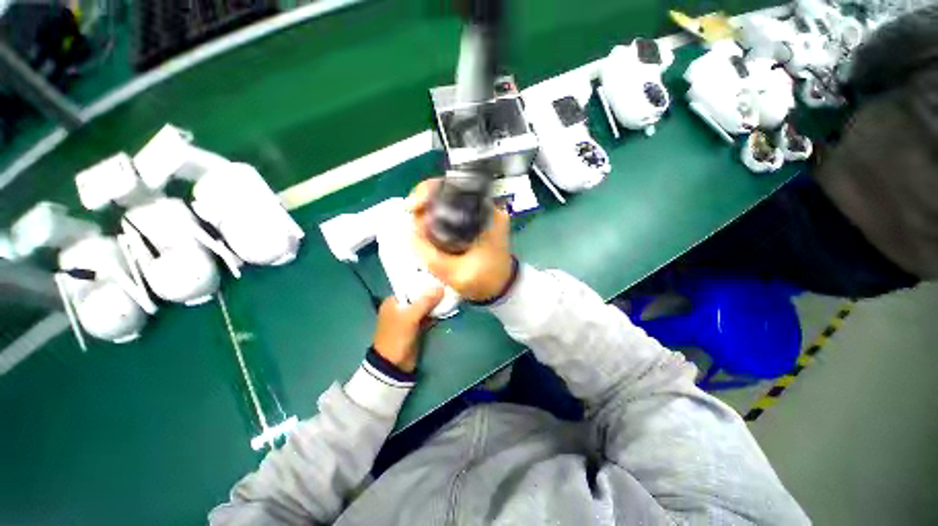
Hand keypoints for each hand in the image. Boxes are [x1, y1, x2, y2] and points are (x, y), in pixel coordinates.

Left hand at [373, 288, 443, 372]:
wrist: (394, 365)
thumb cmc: (397, 337)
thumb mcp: (410, 317)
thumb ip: (425, 301)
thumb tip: (441, 287)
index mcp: (393, 301)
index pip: (410, 286)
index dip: (424, 281)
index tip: (439, 276)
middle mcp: (401, 306)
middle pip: (419, 295)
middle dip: (432, 291)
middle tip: (448, 284)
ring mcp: (409, 317)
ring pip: (425, 305)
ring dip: (435, 302)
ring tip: (450, 293)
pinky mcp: (417, 326)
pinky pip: (428, 315)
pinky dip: (436, 312)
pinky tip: (447, 306)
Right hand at [407, 178, 513, 301]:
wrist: (502, 286)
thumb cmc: (484, 280)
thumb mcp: (455, 273)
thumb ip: (430, 255)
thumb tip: (408, 231)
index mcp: (488, 216)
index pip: (455, 187)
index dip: (429, 191)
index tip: (414, 206)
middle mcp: (488, 207)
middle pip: (450, 189)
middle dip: (426, 199)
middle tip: (412, 216)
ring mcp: (484, 212)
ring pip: (450, 199)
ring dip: (430, 207)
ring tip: (417, 223)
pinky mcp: (478, 219)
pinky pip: (454, 209)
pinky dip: (438, 214)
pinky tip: (427, 225)